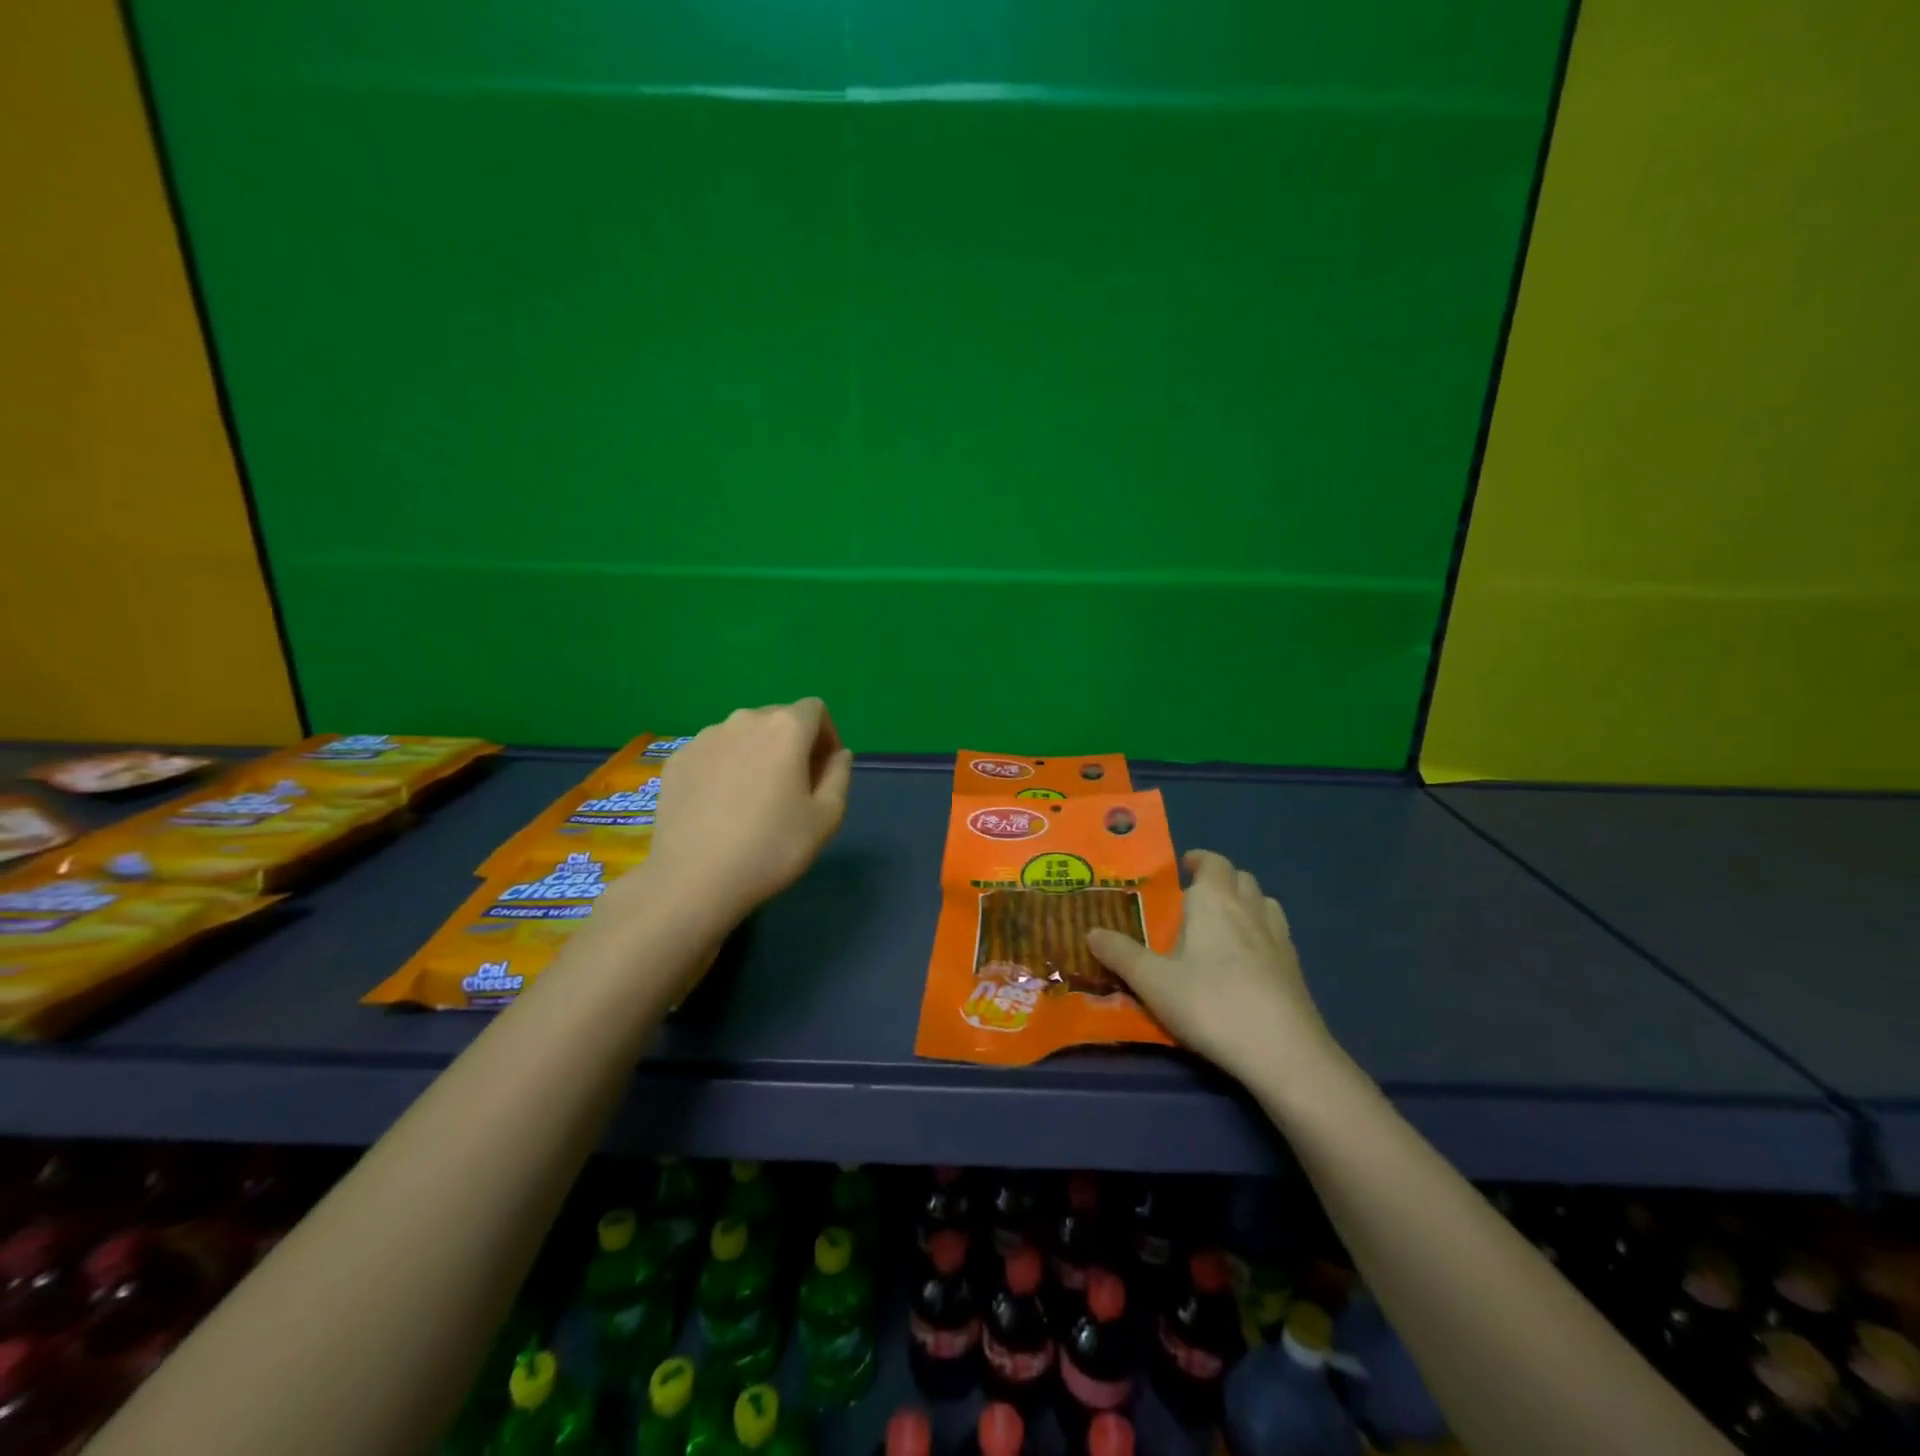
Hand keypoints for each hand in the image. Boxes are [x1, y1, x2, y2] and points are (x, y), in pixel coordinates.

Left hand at [638, 700, 853, 926]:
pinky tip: (720, 807)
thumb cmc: (771, 847)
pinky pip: (713, 753)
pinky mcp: (677, 760)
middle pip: (778, 718)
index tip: (824, 773)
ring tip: (754, 799)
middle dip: (793, 744)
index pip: (815, 710)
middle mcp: (743, 720)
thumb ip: (839, 776)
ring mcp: (704, 738)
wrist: (693, 879)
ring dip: (757, 754)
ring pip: (743, 735)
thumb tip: (838, 754)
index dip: (827, 736)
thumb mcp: (826, 818)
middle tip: (793, 788)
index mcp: (784, 728)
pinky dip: (725, 768)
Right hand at [1086, 849, 1339, 1090]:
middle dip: (1219, 880)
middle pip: (1241, 877)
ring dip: (1245, 903)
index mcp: (1214, 901)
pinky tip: (1248, 961)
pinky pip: (1277, 933)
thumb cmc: (1211, 1005)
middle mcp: (1250, 909)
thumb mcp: (1153, 982)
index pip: (1213, 862)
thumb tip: (1091, 932)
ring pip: (1264, 902)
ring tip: (1223, 924)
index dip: (1199, 860)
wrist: (1283, 1052)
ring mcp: (1279, 938)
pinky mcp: (1295, 968)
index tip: (1183, 868)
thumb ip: (1120, 955)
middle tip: (1195, 899)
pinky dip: (1262, 932)